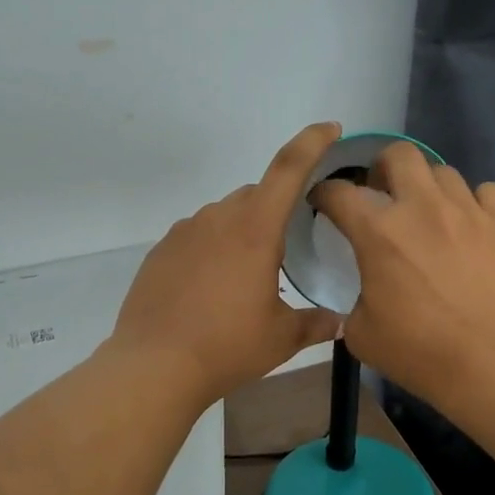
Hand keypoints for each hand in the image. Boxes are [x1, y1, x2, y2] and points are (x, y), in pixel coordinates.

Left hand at [108, 123, 345, 405]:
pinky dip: (212, 249)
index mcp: (255, 229)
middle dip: (276, 210)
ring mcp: (183, 232)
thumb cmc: (227, 347)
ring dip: (242, 232)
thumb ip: (315, 323)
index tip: (330, 128)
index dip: (312, 142)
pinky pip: (196, 236)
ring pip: (224, 216)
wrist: (154, 366)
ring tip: (246, 277)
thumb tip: (340, 322)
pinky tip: (211, 287)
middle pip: (256, 195)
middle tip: (286, 250)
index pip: (288, 168)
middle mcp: (218, 218)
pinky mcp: (160, 251)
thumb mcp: (281, 338)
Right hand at [309, 142, 494, 399]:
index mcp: (379, 232)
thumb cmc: (419, 352)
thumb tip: (367, 294)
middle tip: (382, 193)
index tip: (324, 203)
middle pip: (399, 155)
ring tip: (430, 213)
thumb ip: (356, 301)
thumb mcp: (362, 334)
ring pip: (444, 171)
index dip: (324, 194)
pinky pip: (487, 193)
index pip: (339, 192)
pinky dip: (474, 203)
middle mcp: (423, 207)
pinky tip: (471, 226)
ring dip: (428, 187)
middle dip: (383, 167)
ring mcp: (469, 211)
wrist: (493, 364)